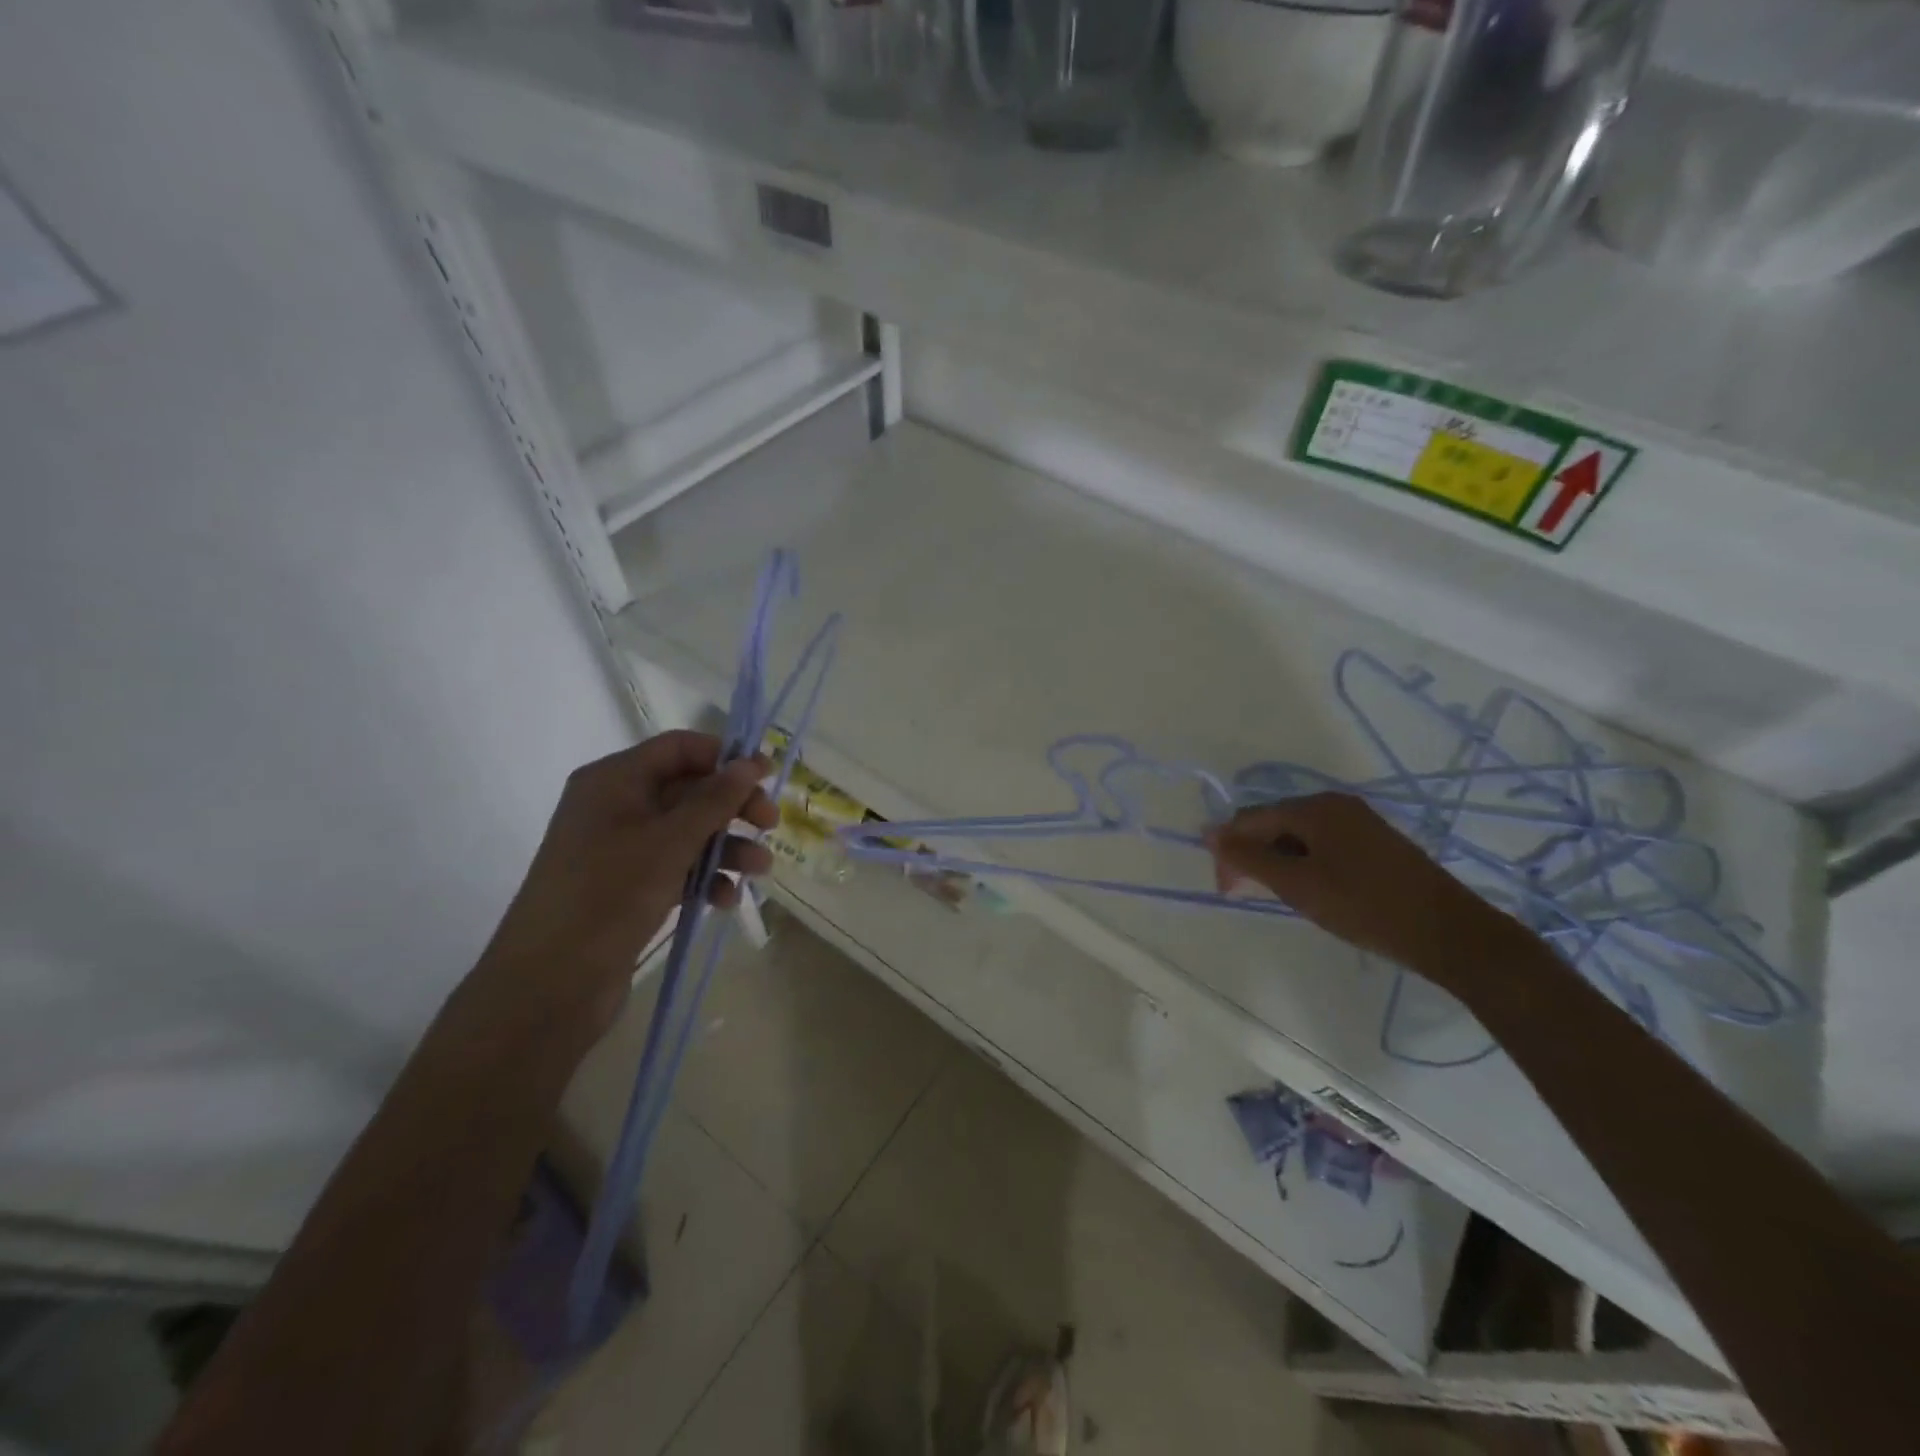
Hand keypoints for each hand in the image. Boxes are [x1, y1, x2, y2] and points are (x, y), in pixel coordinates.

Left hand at [468, 731, 778, 1038]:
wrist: (549, 985)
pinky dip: (705, 878)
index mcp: (614, 780)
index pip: (679, 748)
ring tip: (760, 870)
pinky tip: (726, 900)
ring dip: (727, 847)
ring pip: (688, 833)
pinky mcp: (629, 887)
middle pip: (689, 790)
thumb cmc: (608, 895)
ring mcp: (622, 849)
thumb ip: (714, 800)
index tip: (767, 776)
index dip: (725, 757)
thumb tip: (749, 763)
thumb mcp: (669, 842)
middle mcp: (617, 806)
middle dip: (732, 807)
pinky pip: (677, 868)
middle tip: (770, 825)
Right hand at [1204, 793, 1500, 969]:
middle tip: (1251, 896)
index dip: (1230, 852)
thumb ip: (1249, 857)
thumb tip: (1209, 833)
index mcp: (1314, 807)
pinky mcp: (1374, 842)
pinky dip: (1306, 865)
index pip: (1250, 819)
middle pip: (1273, 823)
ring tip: (1286, 898)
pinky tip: (1314, 892)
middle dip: (1254, 856)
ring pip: (1297, 836)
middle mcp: (1334, 803)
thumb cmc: (1365, 907)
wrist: (1449, 933)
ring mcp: (1358, 821)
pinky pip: (1322, 844)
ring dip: (1280, 863)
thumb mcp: (1297, 885)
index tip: (1228, 892)